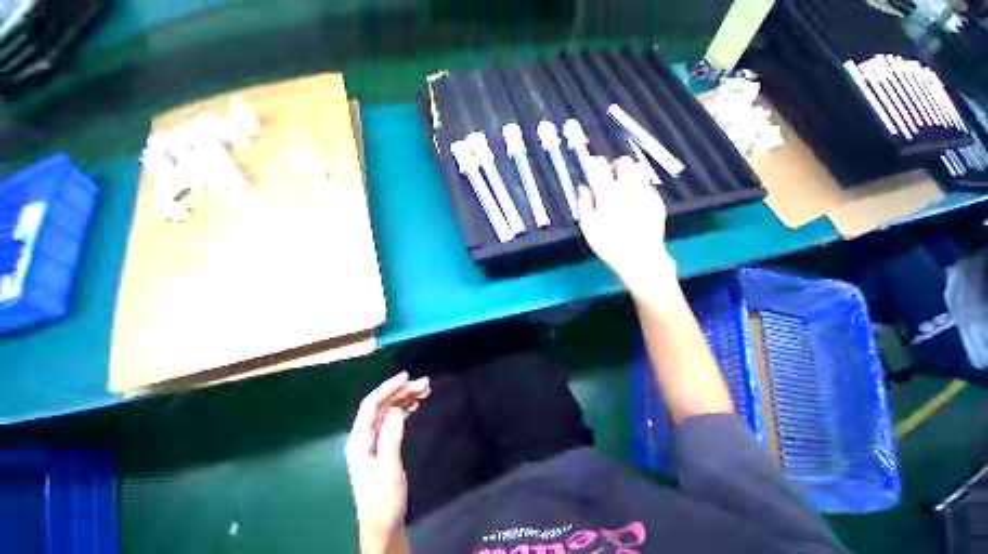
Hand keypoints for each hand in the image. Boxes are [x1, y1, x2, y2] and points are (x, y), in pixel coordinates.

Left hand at [346, 372, 429, 552]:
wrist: (384, 527)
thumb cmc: (384, 503)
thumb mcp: (389, 473)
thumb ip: (390, 441)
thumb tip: (398, 409)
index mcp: (359, 442)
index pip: (371, 406)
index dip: (388, 388)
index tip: (407, 376)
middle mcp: (364, 438)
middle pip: (382, 405)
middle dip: (402, 391)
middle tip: (426, 384)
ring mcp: (373, 441)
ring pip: (389, 410)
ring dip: (406, 398)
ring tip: (426, 390)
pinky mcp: (382, 445)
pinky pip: (393, 419)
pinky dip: (405, 408)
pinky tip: (416, 404)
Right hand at [578, 156, 676, 296]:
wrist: (640, 258)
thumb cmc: (609, 244)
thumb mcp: (588, 226)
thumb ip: (584, 203)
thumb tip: (583, 187)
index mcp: (609, 194)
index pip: (600, 168)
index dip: (594, 163)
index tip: (591, 165)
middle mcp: (629, 188)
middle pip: (625, 162)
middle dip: (615, 165)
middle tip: (609, 178)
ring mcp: (646, 194)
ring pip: (639, 171)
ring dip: (629, 174)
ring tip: (622, 189)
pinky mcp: (657, 201)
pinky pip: (647, 186)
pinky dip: (638, 188)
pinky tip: (633, 203)